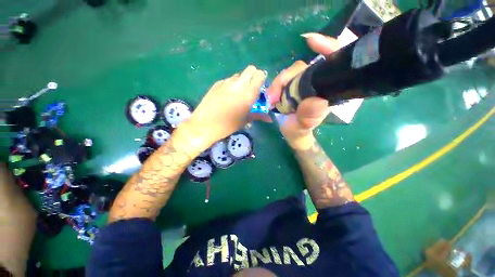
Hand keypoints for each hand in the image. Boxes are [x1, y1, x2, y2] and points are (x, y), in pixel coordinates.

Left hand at [186, 65, 265, 148]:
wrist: (205, 125)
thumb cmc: (228, 125)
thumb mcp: (245, 120)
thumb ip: (258, 115)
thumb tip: (269, 118)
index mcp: (248, 92)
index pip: (260, 74)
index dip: (261, 80)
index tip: (259, 89)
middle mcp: (238, 84)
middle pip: (250, 69)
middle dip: (253, 76)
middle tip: (250, 89)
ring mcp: (226, 82)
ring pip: (238, 75)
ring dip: (241, 81)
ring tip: (237, 95)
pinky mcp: (216, 84)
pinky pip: (228, 80)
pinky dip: (231, 85)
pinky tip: (226, 97)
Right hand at [266, 33, 339, 149]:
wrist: (292, 134)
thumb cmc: (299, 132)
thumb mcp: (302, 128)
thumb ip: (308, 118)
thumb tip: (317, 101)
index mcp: (326, 91)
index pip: (334, 63)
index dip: (327, 47)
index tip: (311, 41)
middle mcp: (316, 84)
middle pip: (303, 68)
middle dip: (286, 78)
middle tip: (272, 97)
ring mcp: (302, 85)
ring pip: (290, 73)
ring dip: (277, 84)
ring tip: (270, 100)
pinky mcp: (291, 88)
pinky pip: (284, 80)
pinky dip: (276, 84)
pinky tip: (271, 93)